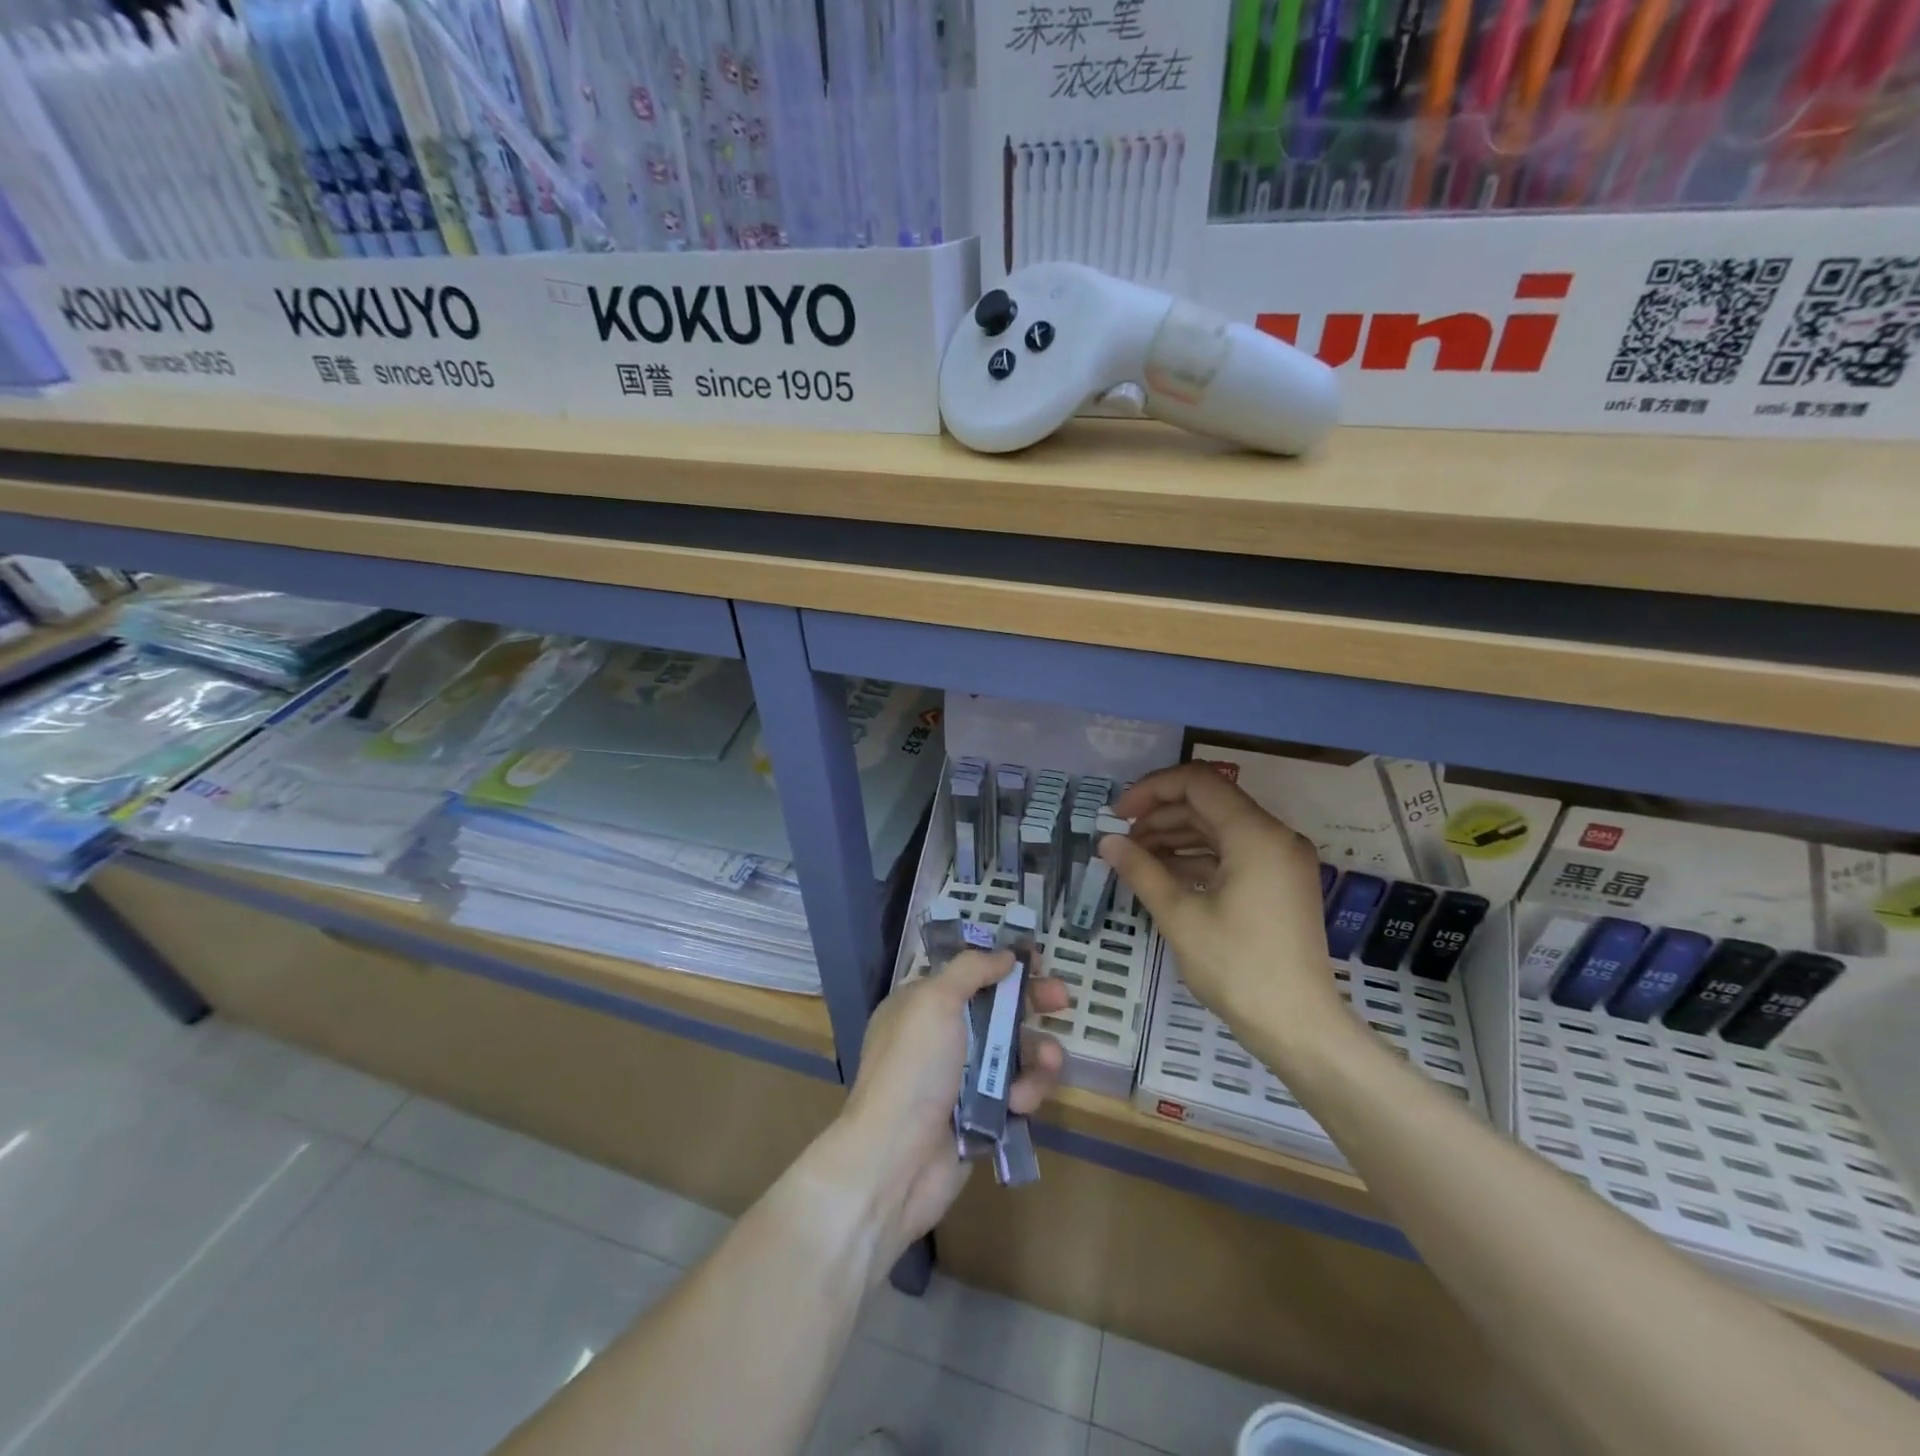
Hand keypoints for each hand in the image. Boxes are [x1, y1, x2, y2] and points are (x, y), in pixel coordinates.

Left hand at [835, 951, 1067, 1269]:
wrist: (896, 1161)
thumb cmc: (913, 1068)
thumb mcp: (934, 1001)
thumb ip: (971, 970)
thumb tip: (1003, 954)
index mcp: (922, 1005)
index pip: (967, 973)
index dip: (1000, 964)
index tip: (1034, 960)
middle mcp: (941, 1037)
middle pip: (996, 1009)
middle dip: (1031, 1003)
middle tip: (1061, 999)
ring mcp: (962, 1078)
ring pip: (1013, 1052)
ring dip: (1036, 1053)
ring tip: (1049, 1061)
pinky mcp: (982, 1115)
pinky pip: (1016, 1092)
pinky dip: (1024, 1092)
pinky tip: (1019, 1102)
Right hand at [1100, 763, 1344, 1043]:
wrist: (1299, 1027)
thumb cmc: (1238, 968)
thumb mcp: (1180, 916)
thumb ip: (1141, 870)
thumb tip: (1106, 841)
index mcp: (1256, 834)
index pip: (1197, 782)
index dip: (1151, 789)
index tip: (1118, 814)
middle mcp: (1274, 836)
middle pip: (1208, 803)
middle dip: (1160, 814)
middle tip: (1121, 839)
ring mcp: (1281, 860)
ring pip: (1219, 828)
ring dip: (1175, 836)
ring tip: (1135, 857)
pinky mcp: (1280, 883)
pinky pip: (1233, 853)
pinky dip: (1197, 857)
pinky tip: (1163, 874)